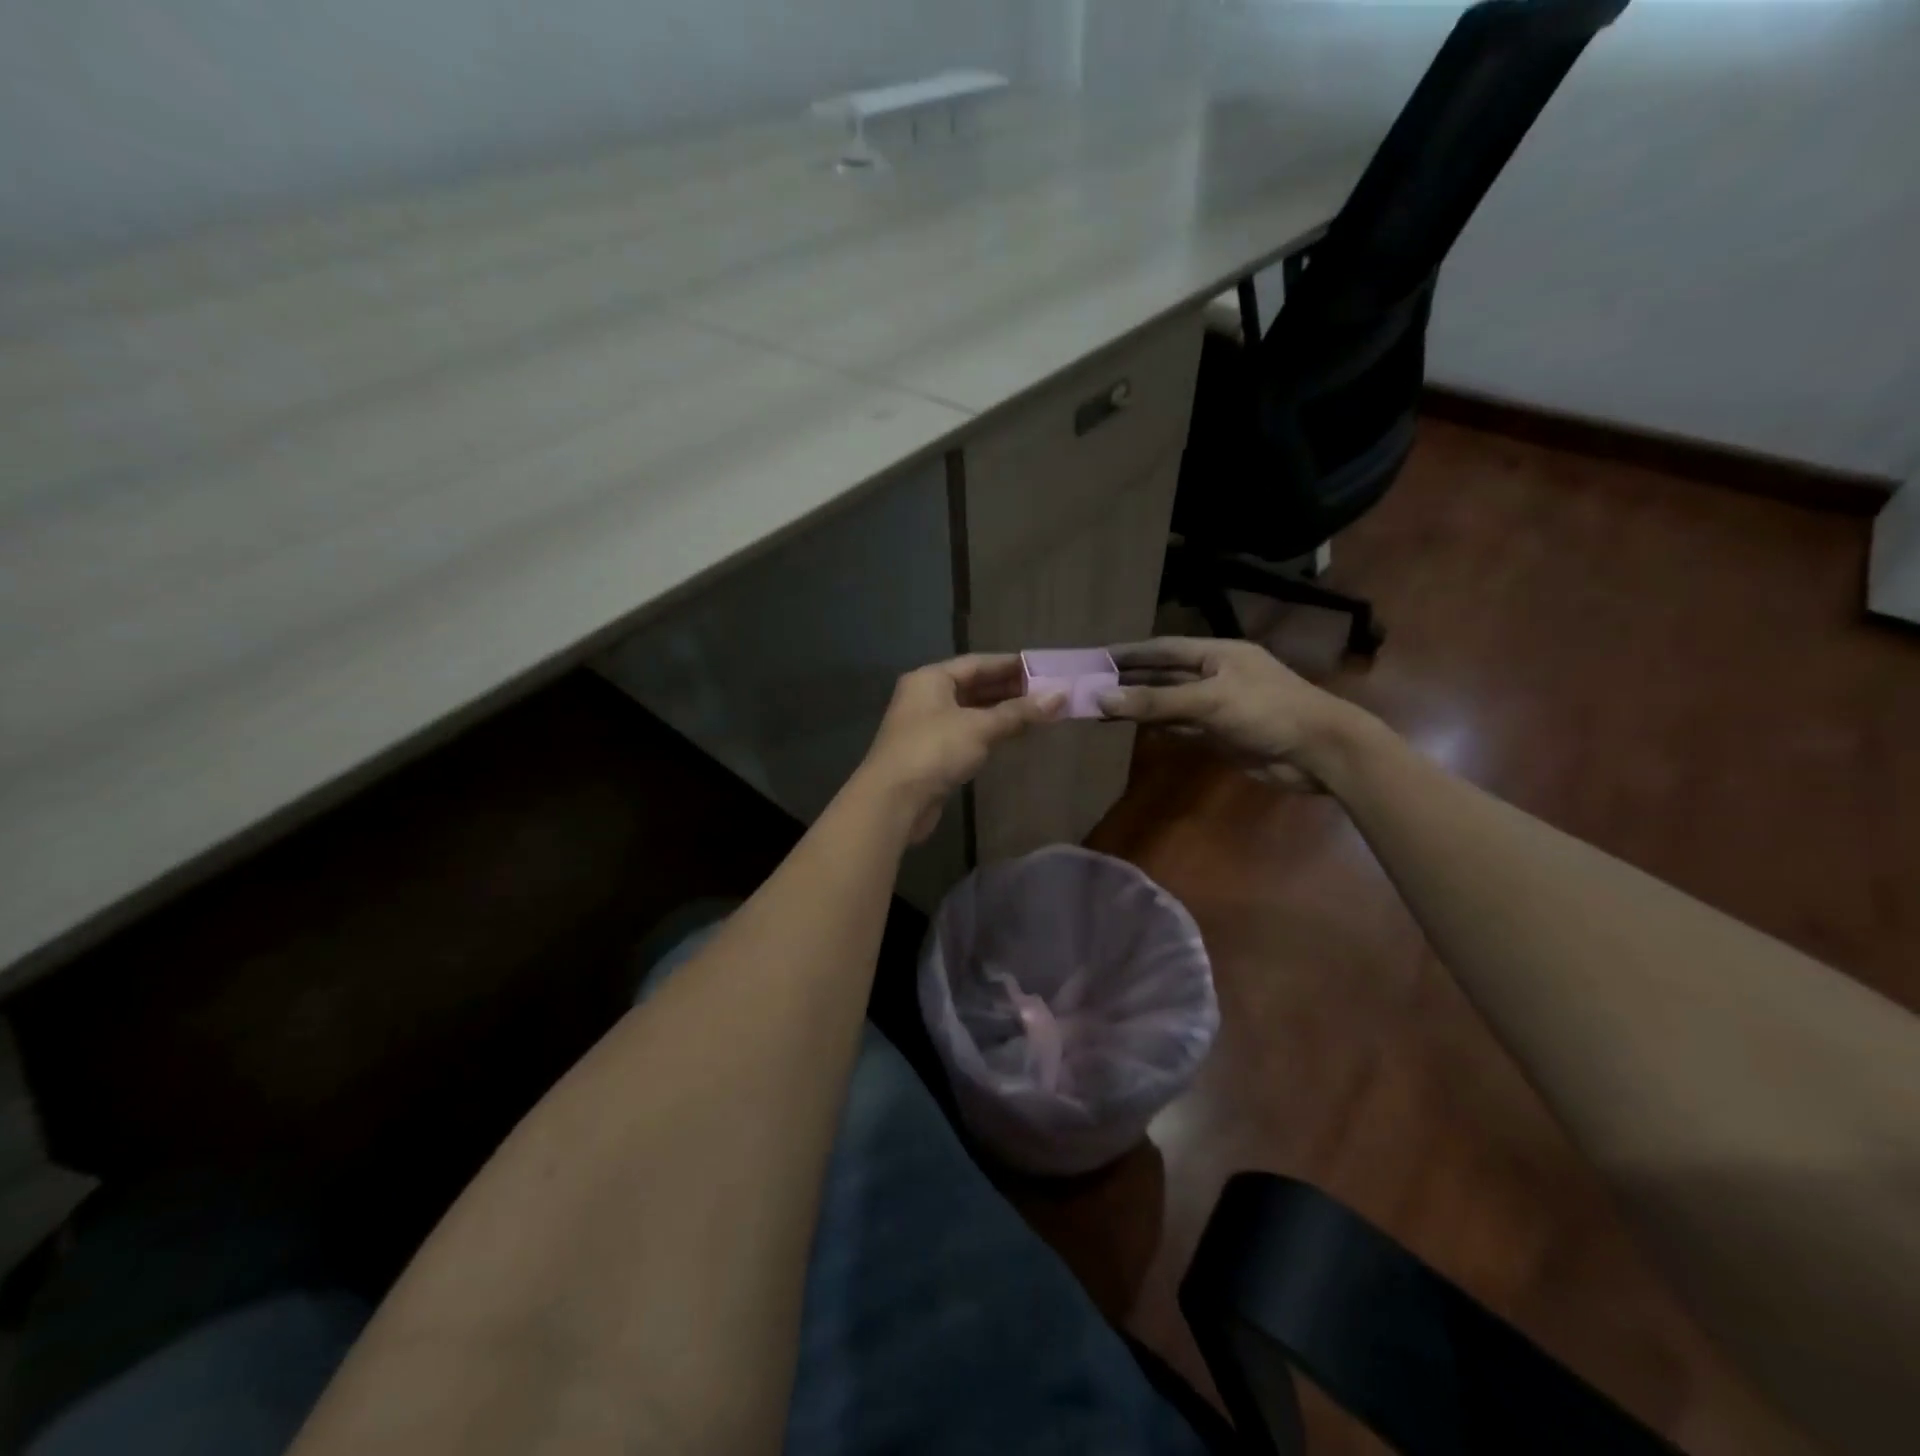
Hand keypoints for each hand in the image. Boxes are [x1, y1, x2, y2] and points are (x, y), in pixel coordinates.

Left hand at [857, 656, 1065, 840]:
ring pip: (971, 712)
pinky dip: (990, 733)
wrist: (893, 801)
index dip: (1011, 665)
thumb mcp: (980, 727)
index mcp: (931, 679)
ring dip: (1002, 713)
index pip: (977, 663)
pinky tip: (1013, 736)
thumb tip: (1061, 695)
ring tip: (1039, 713)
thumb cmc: (935, 751)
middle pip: (974, 686)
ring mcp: (926, 726)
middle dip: (1010, 690)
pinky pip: (967, 734)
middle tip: (1048, 692)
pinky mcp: (931, 754)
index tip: (1044, 668)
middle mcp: (926, 697)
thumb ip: (1019, 712)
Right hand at [1098, 637, 1373, 789]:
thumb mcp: (1208, 701)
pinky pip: (1182, 727)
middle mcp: (1216, 676)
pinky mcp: (1221, 735)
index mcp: (1217, 654)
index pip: (1164, 648)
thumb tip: (1102, 699)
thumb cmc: (1268, 712)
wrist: (1320, 753)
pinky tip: (1134, 727)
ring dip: (1140, 705)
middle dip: (1130, 681)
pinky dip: (1159, 726)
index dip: (1130, 653)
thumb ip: (1156, 702)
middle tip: (1090, 686)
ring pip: (1170, 703)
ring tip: (1101, 707)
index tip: (1095, 658)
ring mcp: (1218, 707)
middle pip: (1164, 675)